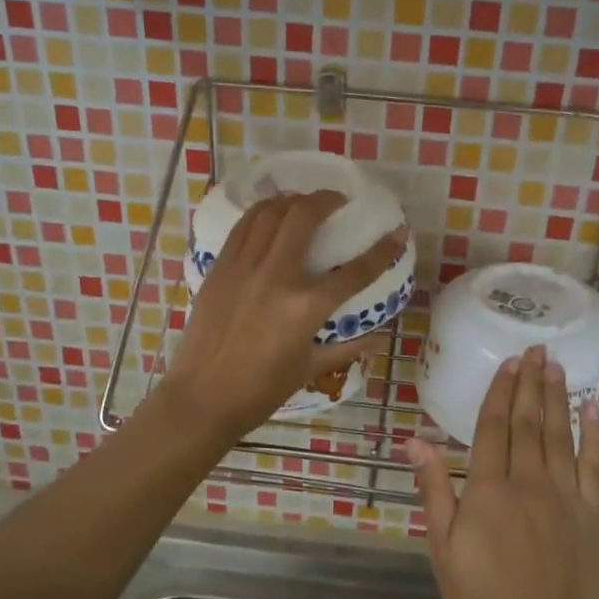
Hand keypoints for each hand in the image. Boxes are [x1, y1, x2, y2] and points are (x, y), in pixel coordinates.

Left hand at [162, 190, 403, 442]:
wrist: (201, 398)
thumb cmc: (259, 391)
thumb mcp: (308, 369)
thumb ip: (347, 348)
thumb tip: (380, 338)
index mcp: (305, 308)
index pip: (355, 272)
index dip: (382, 250)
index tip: (398, 232)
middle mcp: (276, 277)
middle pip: (305, 218)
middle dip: (328, 200)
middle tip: (339, 201)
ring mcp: (244, 268)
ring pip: (270, 213)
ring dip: (293, 200)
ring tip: (305, 202)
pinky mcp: (220, 268)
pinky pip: (243, 226)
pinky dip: (262, 212)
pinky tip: (271, 214)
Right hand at [407, 345, 598, 598]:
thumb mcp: (443, 550)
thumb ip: (434, 491)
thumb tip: (416, 440)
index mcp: (488, 490)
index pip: (493, 428)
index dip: (500, 392)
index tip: (508, 363)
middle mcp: (528, 482)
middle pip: (528, 422)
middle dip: (530, 384)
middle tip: (536, 350)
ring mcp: (565, 496)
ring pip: (560, 435)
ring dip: (558, 398)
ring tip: (557, 367)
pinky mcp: (594, 515)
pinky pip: (595, 465)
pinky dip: (595, 435)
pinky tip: (594, 410)